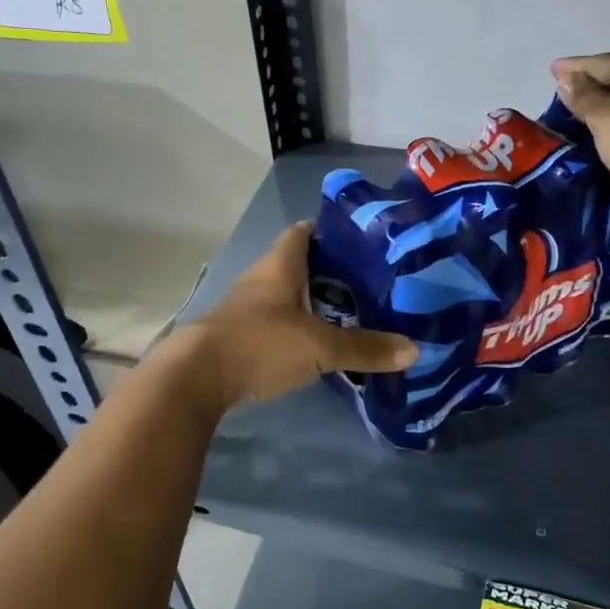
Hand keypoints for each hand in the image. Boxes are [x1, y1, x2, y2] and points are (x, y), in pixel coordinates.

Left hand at [172, 223, 416, 411]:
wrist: (195, 377)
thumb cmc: (259, 343)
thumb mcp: (318, 346)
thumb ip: (364, 347)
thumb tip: (414, 349)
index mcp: (279, 266)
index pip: (303, 232)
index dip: (330, 231)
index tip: (362, 242)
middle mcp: (260, 279)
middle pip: (297, 264)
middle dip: (329, 271)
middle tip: (367, 283)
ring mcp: (245, 308)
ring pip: (285, 294)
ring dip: (311, 301)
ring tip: (349, 313)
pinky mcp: (238, 335)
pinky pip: (275, 321)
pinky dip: (296, 326)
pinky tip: (316, 343)